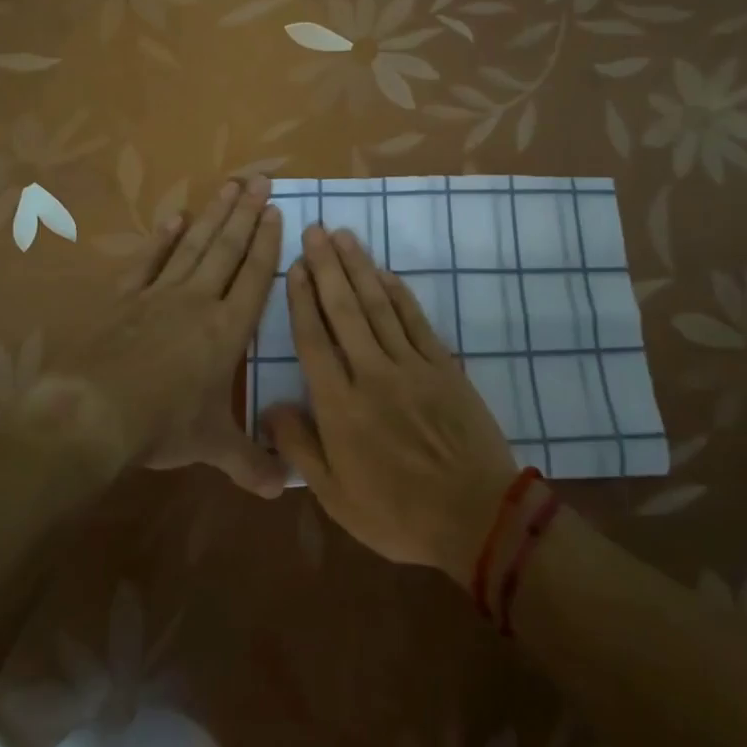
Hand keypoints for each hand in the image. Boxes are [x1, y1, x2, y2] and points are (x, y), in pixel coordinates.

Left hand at [64, 175, 287, 497]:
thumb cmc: (163, 426)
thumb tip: (284, 490)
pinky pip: (149, 262)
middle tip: (260, 179)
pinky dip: (163, 239)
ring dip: (213, 215)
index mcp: (228, 330)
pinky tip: (174, 219)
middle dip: (246, 213)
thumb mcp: (212, 446)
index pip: (254, 277)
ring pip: (194, 246)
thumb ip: (249, 462)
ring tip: (229, 185)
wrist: (95, 412)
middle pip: (228, 248)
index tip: (277, 211)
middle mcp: (199, 302)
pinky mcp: (125, 299)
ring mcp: (160, 295)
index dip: (267, 243)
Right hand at [265, 225, 518, 582]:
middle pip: (344, 310)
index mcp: (340, 405)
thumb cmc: (398, 514)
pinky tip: (385, 274)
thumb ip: (300, 447)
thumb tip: (270, 407)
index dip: (301, 300)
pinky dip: (398, 294)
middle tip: (314, 230)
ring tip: (344, 237)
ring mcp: (411, 366)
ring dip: (359, 268)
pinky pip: (415, 321)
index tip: (293, 267)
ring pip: (378, 306)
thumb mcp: (336, 496)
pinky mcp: (443, 366)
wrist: (476, 517)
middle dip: (327, 267)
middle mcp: (372, 373)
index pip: (313, 340)